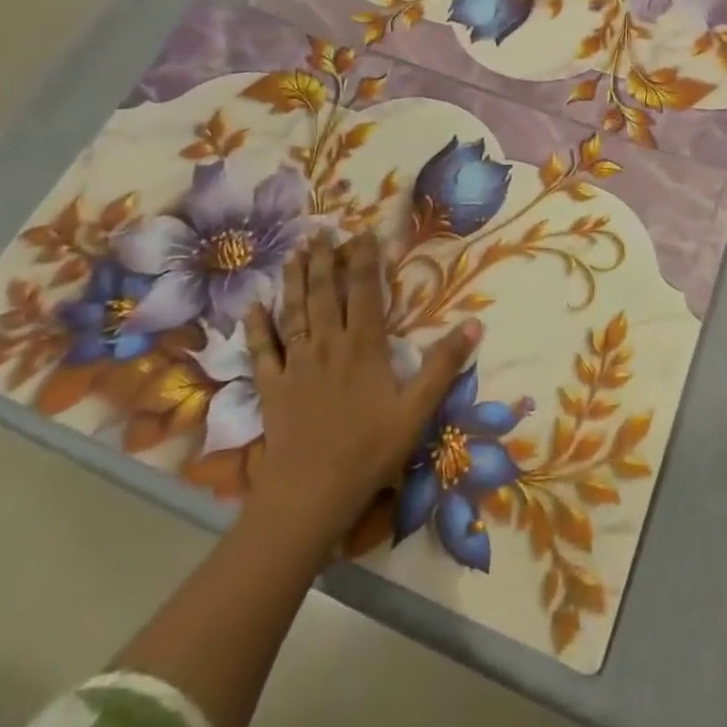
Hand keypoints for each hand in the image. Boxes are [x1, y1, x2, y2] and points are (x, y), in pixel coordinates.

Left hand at [244, 229, 478, 546]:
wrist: (309, 495)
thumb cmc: (369, 451)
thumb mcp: (417, 410)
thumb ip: (444, 364)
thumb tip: (475, 323)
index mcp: (364, 346)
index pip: (365, 292)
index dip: (364, 260)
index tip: (362, 233)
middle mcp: (327, 345)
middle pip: (325, 293)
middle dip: (325, 260)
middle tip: (322, 231)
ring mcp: (296, 364)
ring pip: (295, 312)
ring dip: (295, 280)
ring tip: (294, 252)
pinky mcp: (272, 387)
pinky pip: (261, 351)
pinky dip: (256, 327)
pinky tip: (252, 307)